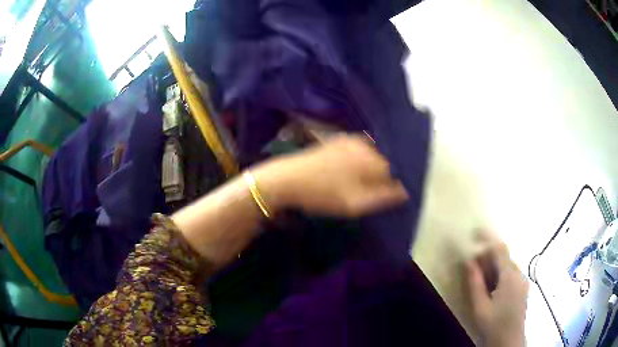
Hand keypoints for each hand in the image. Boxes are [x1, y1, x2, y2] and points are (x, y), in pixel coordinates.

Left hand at [254, 134, 408, 217]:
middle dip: (388, 174)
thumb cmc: (321, 194)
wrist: (286, 180)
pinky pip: (360, 150)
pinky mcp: (337, 141)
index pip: (396, 169)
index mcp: (370, 159)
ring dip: (375, 167)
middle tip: (381, 191)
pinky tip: (355, 172)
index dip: (398, 183)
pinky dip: (363, 160)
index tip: (395, 195)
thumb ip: (382, 197)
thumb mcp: (354, 203)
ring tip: (368, 184)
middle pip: (385, 159)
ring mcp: (349, 140)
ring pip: (373, 154)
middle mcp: (363, 145)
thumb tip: (405, 192)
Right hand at [467, 233, 528, 346]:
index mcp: (509, 277)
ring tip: (481, 278)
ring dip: (494, 266)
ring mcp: (523, 281)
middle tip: (473, 264)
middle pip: (504, 257)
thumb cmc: (493, 325)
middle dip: (488, 256)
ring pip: (508, 266)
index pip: (500, 249)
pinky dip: (501, 274)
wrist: (508, 341)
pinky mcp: (523, 288)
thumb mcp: (480, 307)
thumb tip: (469, 261)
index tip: (475, 232)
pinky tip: (493, 288)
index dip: (488, 238)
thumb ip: (475, 283)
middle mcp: (519, 274)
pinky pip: (511, 274)